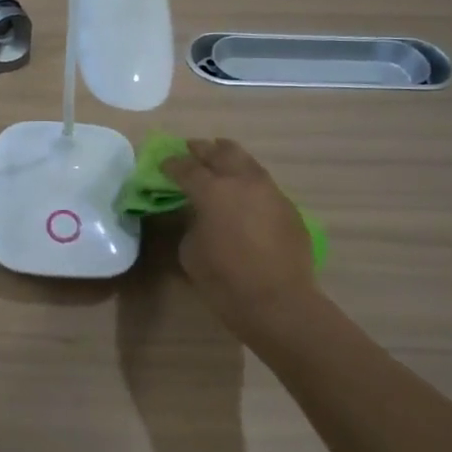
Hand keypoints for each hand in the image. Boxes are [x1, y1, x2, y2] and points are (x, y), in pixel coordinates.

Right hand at [162, 139, 318, 337]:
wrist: (278, 301)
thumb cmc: (225, 280)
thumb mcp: (190, 251)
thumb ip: (191, 223)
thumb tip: (200, 214)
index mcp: (212, 190)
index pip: (186, 168)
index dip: (171, 164)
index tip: (163, 163)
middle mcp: (243, 181)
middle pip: (220, 152)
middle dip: (203, 149)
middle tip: (191, 149)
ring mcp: (270, 191)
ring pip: (247, 162)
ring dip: (229, 159)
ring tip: (219, 160)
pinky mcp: (288, 207)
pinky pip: (264, 184)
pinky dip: (248, 181)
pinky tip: (243, 193)